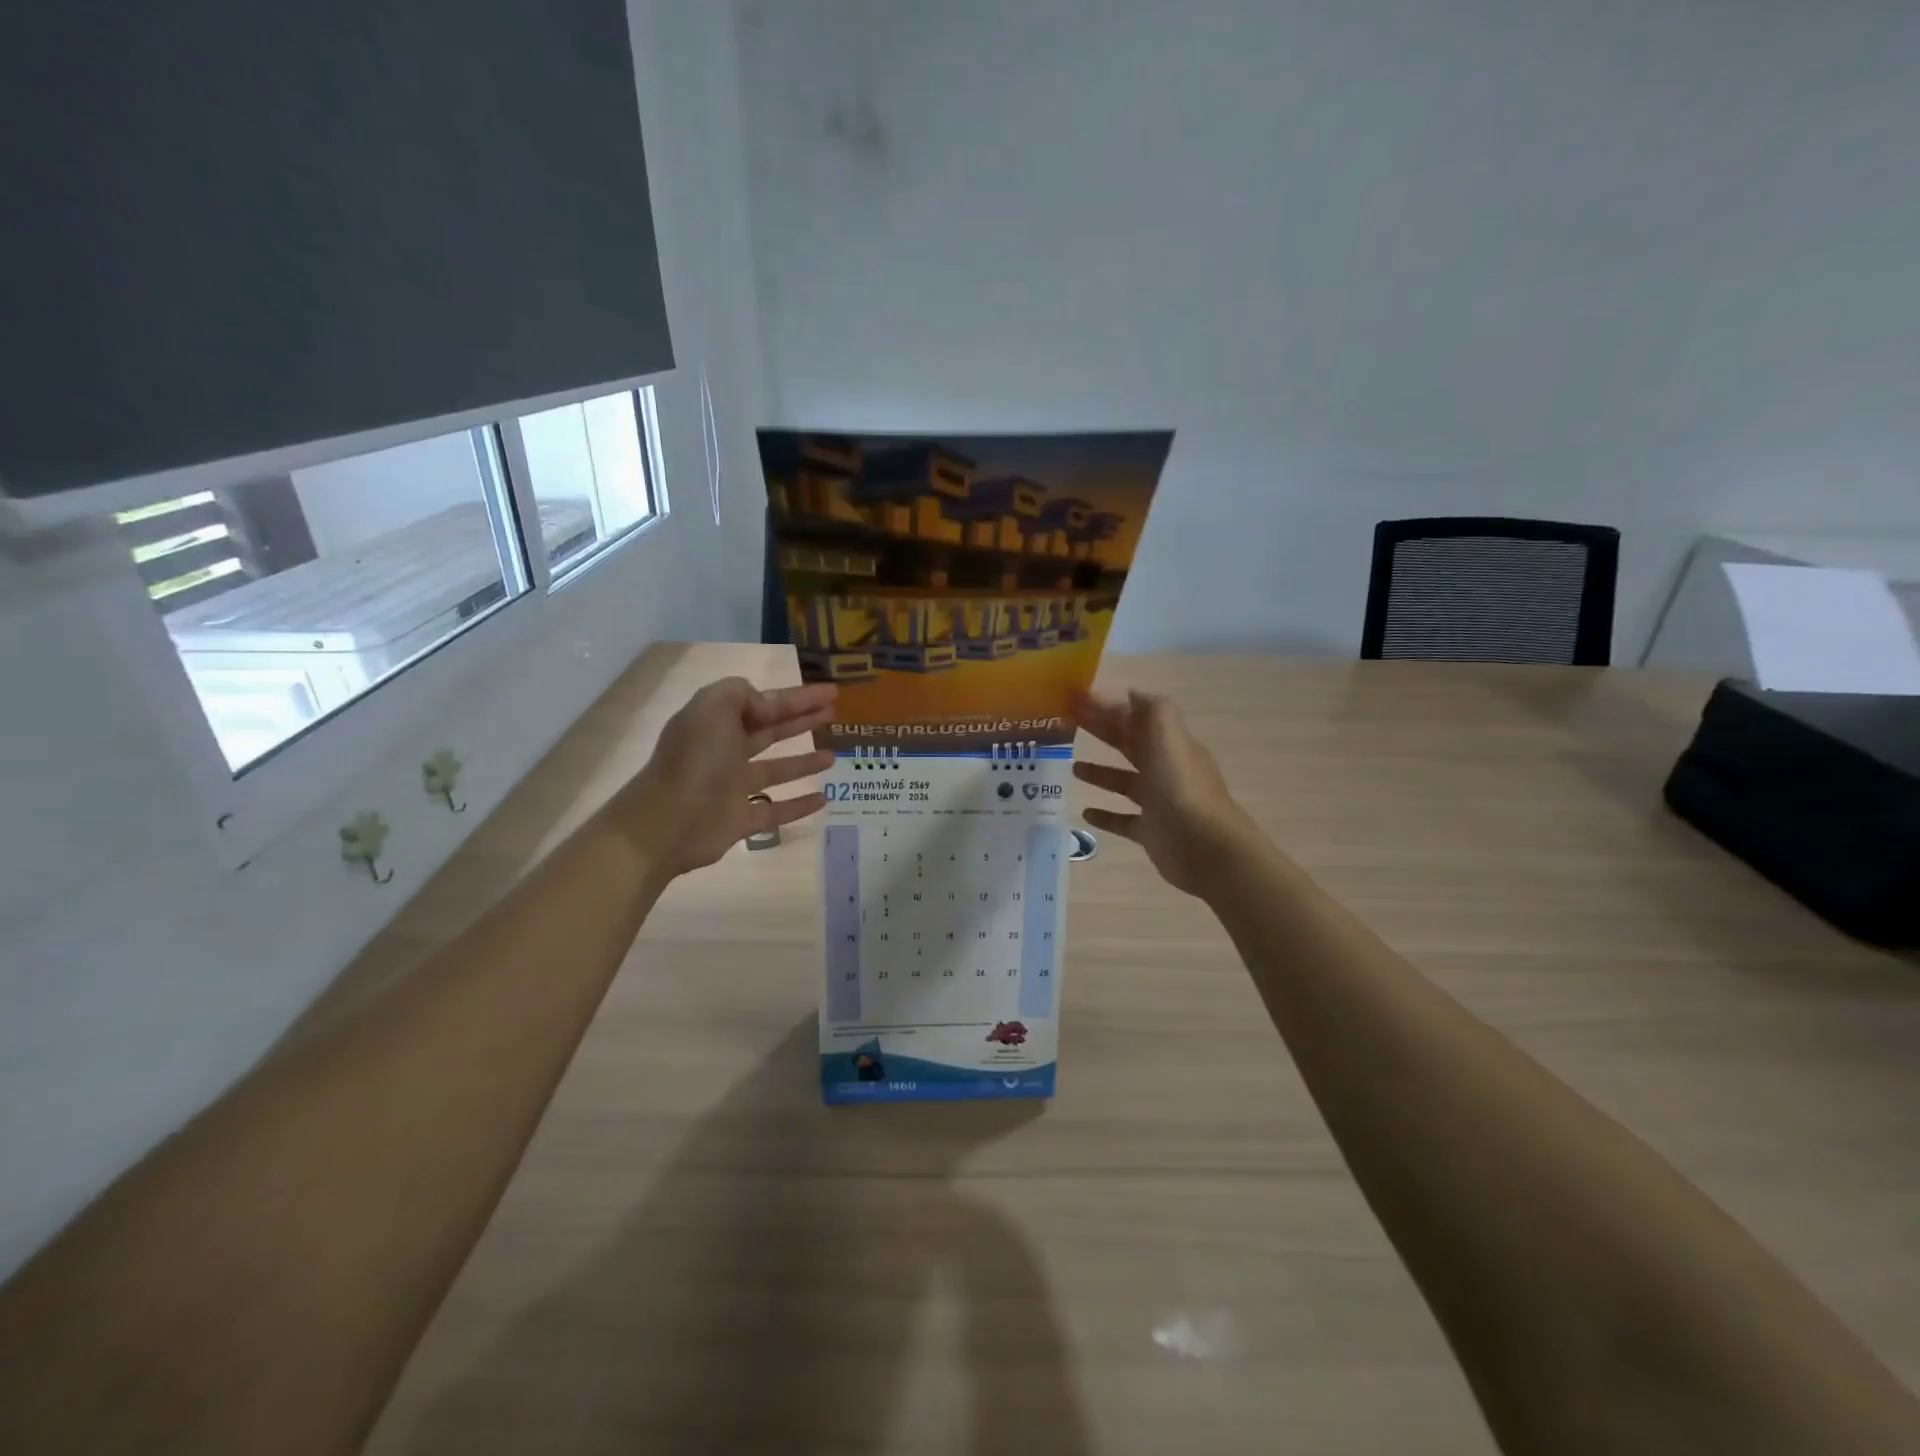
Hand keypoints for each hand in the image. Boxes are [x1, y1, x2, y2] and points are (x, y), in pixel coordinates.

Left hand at [607, 678, 836, 877]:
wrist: (667, 822)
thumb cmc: (695, 759)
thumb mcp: (713, 707)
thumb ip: (741, 694)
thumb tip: (765, 707)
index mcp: (717, 721)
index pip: (765, 703)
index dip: (798, 697)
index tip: (831, 692)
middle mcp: (725, 751)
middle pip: (771, 731)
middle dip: (802, 720)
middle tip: (835, 714)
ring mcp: (733, 787)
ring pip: (776, 770)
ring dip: (804, 761)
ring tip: (833, 756)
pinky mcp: (740, 820)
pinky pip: (776, 811)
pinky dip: (799, 805)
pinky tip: (823, 799)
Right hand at [1071, 689, 1258, 897]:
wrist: (1206, 848)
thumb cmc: (1182, 789)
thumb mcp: (1170, 739)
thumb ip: (1153, 711)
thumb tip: (1130, 693)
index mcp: (1170, 745)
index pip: (1136, 719)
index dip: (1108, 707)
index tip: (1077, 699)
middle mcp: (1164, 770)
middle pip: (1128, 745)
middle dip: (1101, 732)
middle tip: (1067, 724)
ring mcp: (1158, 803)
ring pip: (1124, 782)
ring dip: (1100, 772)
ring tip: (1072, 767)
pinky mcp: (1150, 832)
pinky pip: (1122, 820)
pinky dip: (1105, 815)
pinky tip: (1085, 813)